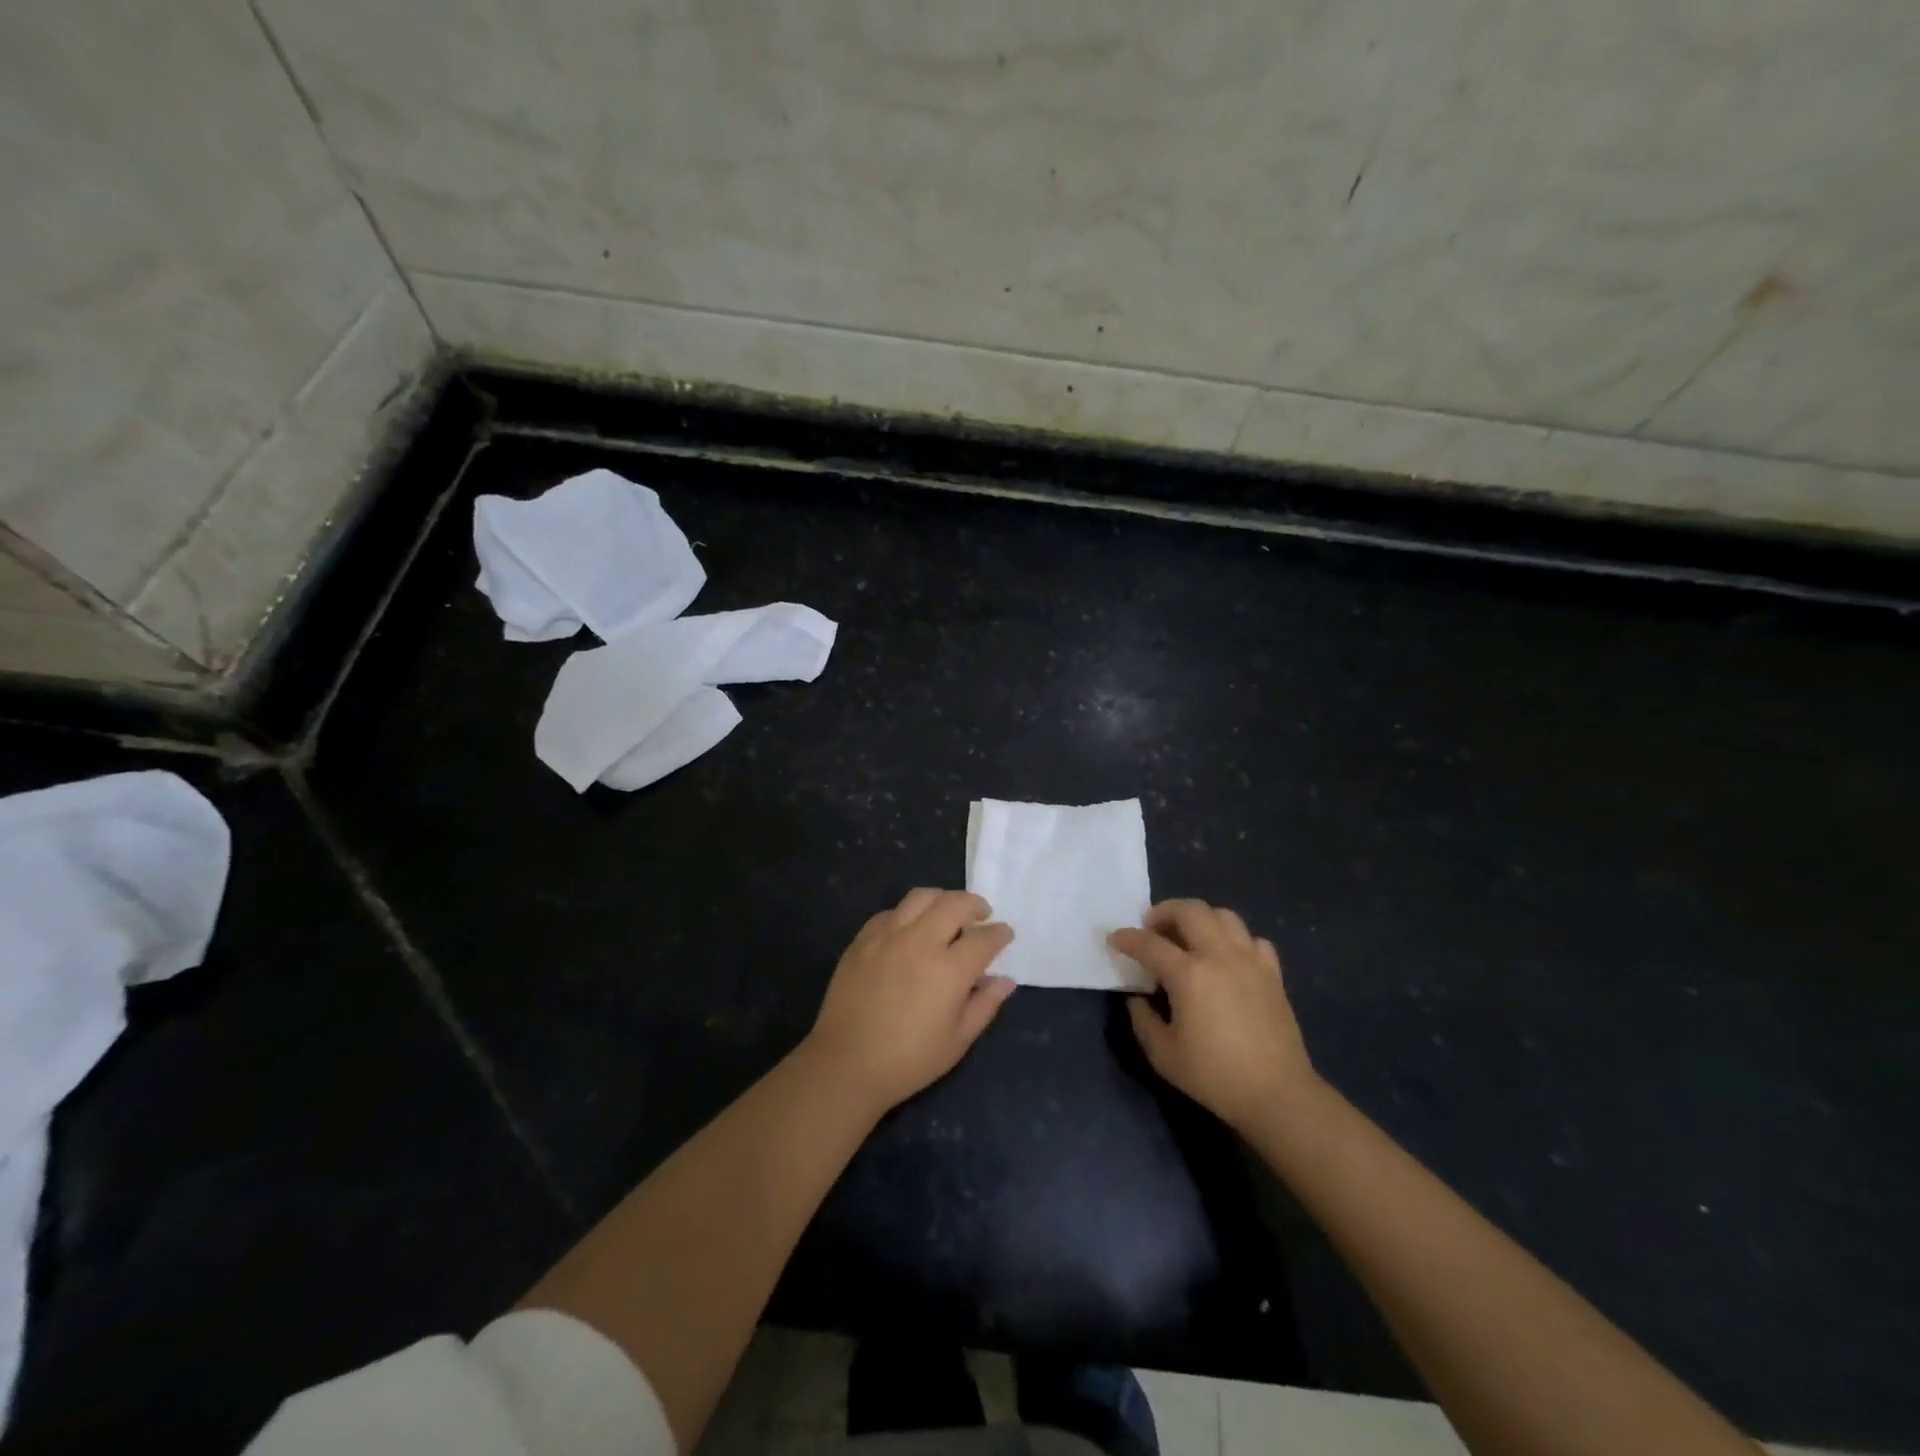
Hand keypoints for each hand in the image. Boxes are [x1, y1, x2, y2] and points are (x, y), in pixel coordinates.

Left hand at [806, 888, 1016, 1113]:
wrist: (846, 1064)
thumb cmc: (909, 1060)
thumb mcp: (958, 1040)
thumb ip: (985, 1005)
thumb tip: (1005, 980)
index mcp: (949, 969)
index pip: (984, 938)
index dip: (1000, 934)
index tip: (1005, 934)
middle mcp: (920, 942)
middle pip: (955, 904)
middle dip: (975, 905)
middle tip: (982, 914)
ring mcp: (888, 936)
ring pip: (921, 897)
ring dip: (942, 899)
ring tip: (948, 912)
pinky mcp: (863, 939)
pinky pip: (891, 912)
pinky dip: (909, 913)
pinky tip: (911, 929)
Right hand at [1111, 899, 1316, 1131]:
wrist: (1277, 1094)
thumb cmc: (1215, 1076)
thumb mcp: (1163, 1055)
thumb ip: (1143, 1021)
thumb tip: (1138, 999)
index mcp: (1189, 975)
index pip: (1149, 944)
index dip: (1127, 938)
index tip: (1114, 939)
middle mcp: (1219, 956)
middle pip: (1190, 910)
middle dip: (1164, 911)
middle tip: (1152, 928)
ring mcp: (1250, 961)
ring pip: (1224, 915)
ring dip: (1200, 918)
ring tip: (1189, 936)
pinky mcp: (1272, 973)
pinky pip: (1253, 940)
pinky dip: (1236, 940)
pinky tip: (1228, 957)